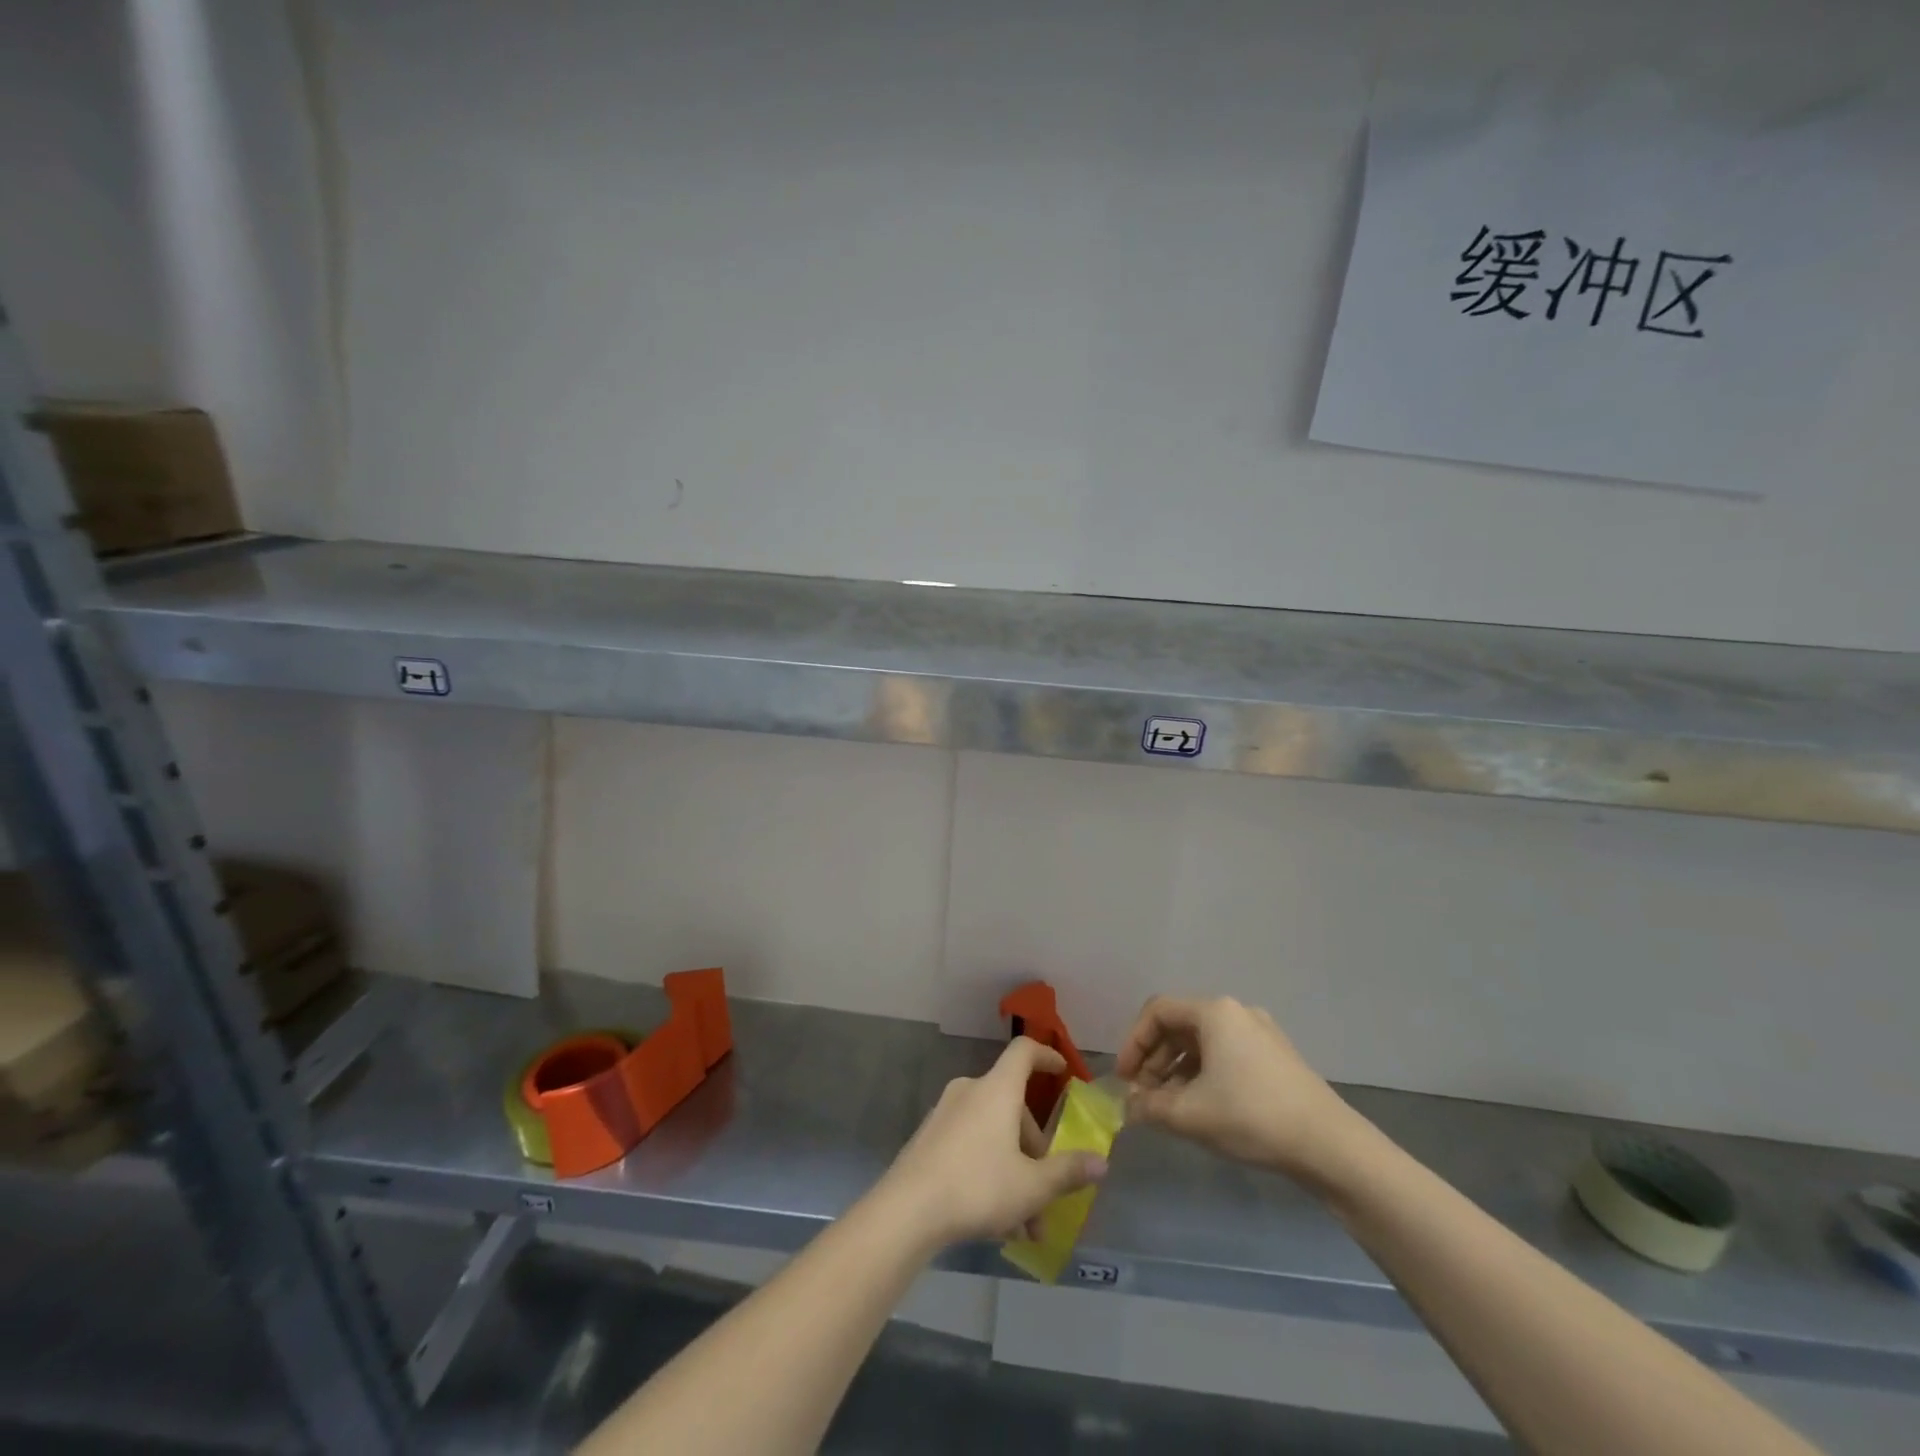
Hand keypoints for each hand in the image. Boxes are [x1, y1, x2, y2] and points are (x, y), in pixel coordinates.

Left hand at [877, 1038, 1107, 1247]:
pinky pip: (971, 1144)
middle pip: (1013, 1107)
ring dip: (1015, 1171)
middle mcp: (971, 1091)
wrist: (907, 1209)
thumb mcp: (1032, 1186)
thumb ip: (1068, 1172)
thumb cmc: (977, 1186)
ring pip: (993, 1133)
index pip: (1024, 1052)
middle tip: (1047, 1197)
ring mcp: (946, 1113)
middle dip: (1035, 1152)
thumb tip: (1102, 1162)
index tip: (1063, 1072)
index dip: (1046, 1056)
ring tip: (1025, 1227)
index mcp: (997, 1089)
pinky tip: (996, 1219)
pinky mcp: (930, 1137)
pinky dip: (990, 1170)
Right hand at [1117, 995, 1361, 1187]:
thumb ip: (1149, 1106)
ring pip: (1202, 1043)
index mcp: (1214, 1012)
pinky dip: (1203, 1075)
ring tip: (1169, 1107)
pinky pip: (1225, 1055)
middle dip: (1155, 1061)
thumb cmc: (1252, 1117)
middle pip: (1179, 1026)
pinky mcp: (1276, 1057)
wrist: (1332, 1147)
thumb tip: (1128, 1107)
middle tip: (1143, 1096)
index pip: (1157, 1012)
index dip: (1133, 1043)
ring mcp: (1260, 1033)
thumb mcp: (1190, 1114)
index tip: (1124, 1078)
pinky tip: (1202, 1108)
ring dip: (1177, 1071)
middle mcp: (1236, 1012)